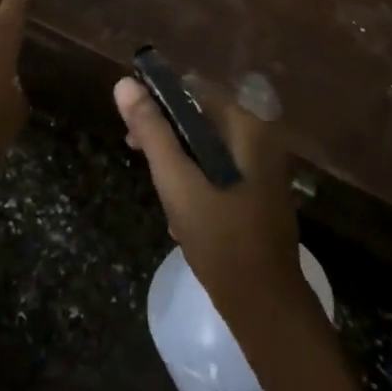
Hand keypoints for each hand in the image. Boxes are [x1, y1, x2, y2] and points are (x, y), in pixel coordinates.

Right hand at [114, 76, 305, 319]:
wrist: (266, 307)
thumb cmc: (221, 238)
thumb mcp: (177, 181)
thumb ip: (152, 131)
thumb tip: (125, 83)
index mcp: (249, 128)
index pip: (195, 91)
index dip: (159, 101)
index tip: (132, 124)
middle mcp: (262, 140)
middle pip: (202, 119)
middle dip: (167, 135)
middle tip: (136, 153)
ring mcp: (264, 170)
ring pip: (208, 148)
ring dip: (179, 162)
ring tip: (159, 189)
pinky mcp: (259, 195)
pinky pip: (219, 172)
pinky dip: (197, 182)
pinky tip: (179, 214)